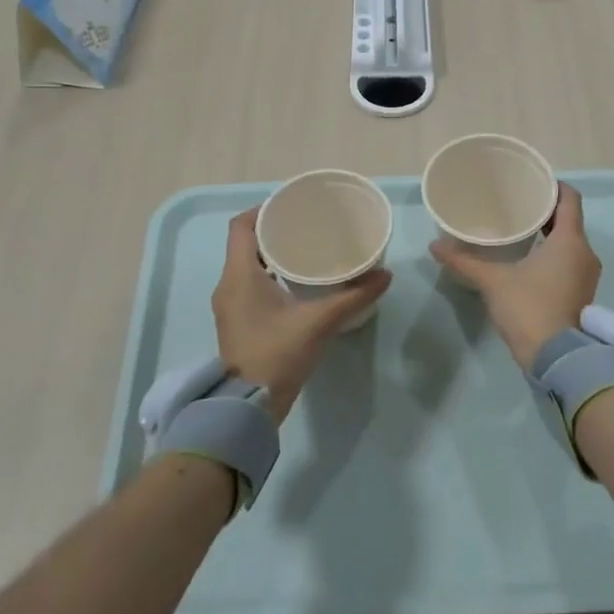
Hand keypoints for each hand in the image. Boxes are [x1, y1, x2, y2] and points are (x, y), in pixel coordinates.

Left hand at [212, 210, 390, 420]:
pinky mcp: (237, 322)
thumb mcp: (319, 322)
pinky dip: (269, 276)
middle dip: (273, 231)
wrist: (248, 406)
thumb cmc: (277, 354)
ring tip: (306, 251)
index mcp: (239, 276)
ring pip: (247, 266)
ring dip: (271, 255)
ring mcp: (229, 306)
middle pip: (245, 244)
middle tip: (307, 227)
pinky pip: (249, 285)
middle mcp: (228, 285)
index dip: (263, 210)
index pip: (241, 226)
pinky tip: (297, 283)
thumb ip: (353, 297)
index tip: (291, 207)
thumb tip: (385, 275)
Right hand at [431, 182, 599, 366]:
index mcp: (570, 241)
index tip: (533, 183)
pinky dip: (554, 255)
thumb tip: (435, 245)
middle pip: (570, 220)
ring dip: (551, 235)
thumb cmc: (529, 308)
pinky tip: (530, 260)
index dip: (554, 187)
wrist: (556, 357)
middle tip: (518, 206)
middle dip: (547, 212)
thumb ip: (464, 261)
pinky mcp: (583, 294)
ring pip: (571, 243)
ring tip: (521, 231)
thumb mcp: (493, 281)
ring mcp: (587, 276)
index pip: (570, 200)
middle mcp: (586, 253)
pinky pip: (571, 262)